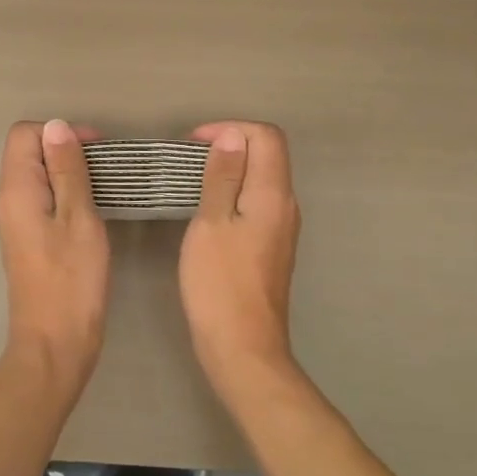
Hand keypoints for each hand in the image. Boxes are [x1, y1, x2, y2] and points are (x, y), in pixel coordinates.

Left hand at [0, 120, 109, 384]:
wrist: (55, 343)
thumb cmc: (72, 281)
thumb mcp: (79, 218)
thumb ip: (68, 170)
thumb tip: (56, 126)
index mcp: (17, 190)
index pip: (24, 134)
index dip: (59, 132)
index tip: (95, 148)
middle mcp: (9, 199)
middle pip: (28, 151)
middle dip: (66, 148)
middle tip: (105, 166)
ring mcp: (17, 220)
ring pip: (38, 174)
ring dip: (68, 171)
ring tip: (104, 184)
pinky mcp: (29, 237)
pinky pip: (43, 197)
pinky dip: (66, 192)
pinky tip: (92, 206)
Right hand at [178, 122, 301, 392]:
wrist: (242, 347)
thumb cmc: (220, 283)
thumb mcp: (211, 223)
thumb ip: (223, 177)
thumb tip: (233, 137)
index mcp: (273, 195)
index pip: (267, 137)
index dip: (231, 129)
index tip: (194, 143)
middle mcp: (286, 206)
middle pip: (268, 155)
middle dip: (230, 145)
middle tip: (190, 159)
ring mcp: (282, 228)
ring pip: (262, 179)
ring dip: (231, 170)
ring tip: (193, 180)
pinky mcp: (272, 247)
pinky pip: (257, 202)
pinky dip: (234, 193)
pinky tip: (207, 210)